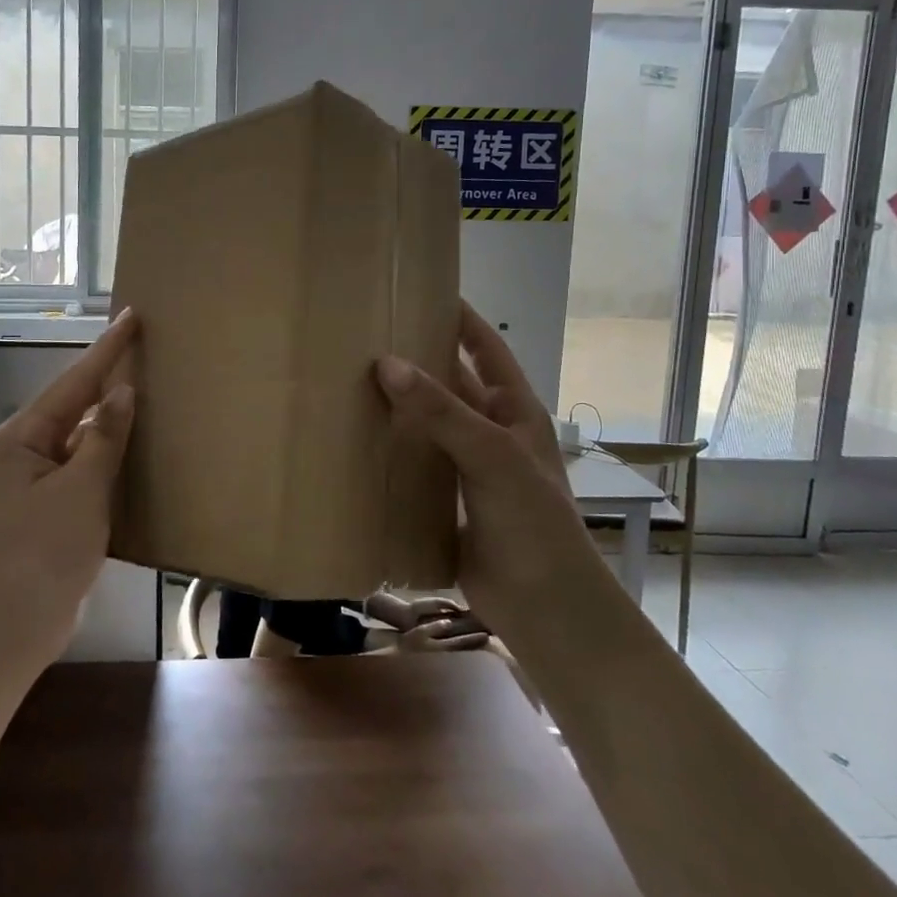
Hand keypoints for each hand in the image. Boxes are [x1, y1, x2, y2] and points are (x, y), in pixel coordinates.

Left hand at [0, 309, 138, 671]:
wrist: (8, 630)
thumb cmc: (40, 553)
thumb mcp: (79, 490)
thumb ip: (104, 438)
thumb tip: (122, 391)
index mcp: (25, 436)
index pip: (75, 380)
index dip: (107, 348)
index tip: (133, 315)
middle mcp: (28, 451)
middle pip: (77, 404)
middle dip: (111, 378)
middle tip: (149, 350)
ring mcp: (40, 482)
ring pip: (85, 438)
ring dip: (115, 421)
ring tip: (153, 393)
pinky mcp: (54, 510)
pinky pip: (87, 470)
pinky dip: (113, 459)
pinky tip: (140, 453)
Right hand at [374, 303, 592, 644]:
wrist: (545, 606)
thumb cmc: (533, 521)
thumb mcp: (492, 455)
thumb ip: (442, 410)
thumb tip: (387, 363)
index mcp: (515, 410)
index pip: (486, 348)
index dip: (460, 318)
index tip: (422, 290)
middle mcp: (492, 432)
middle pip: (452, 383)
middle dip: (418, 360)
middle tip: (368, 336)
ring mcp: (469, 467)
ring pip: (430, 424)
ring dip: (400, 406)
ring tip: (351, 380)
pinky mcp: (448, 500)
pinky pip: (416, 463)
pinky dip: (392, 450)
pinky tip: (357, 439)